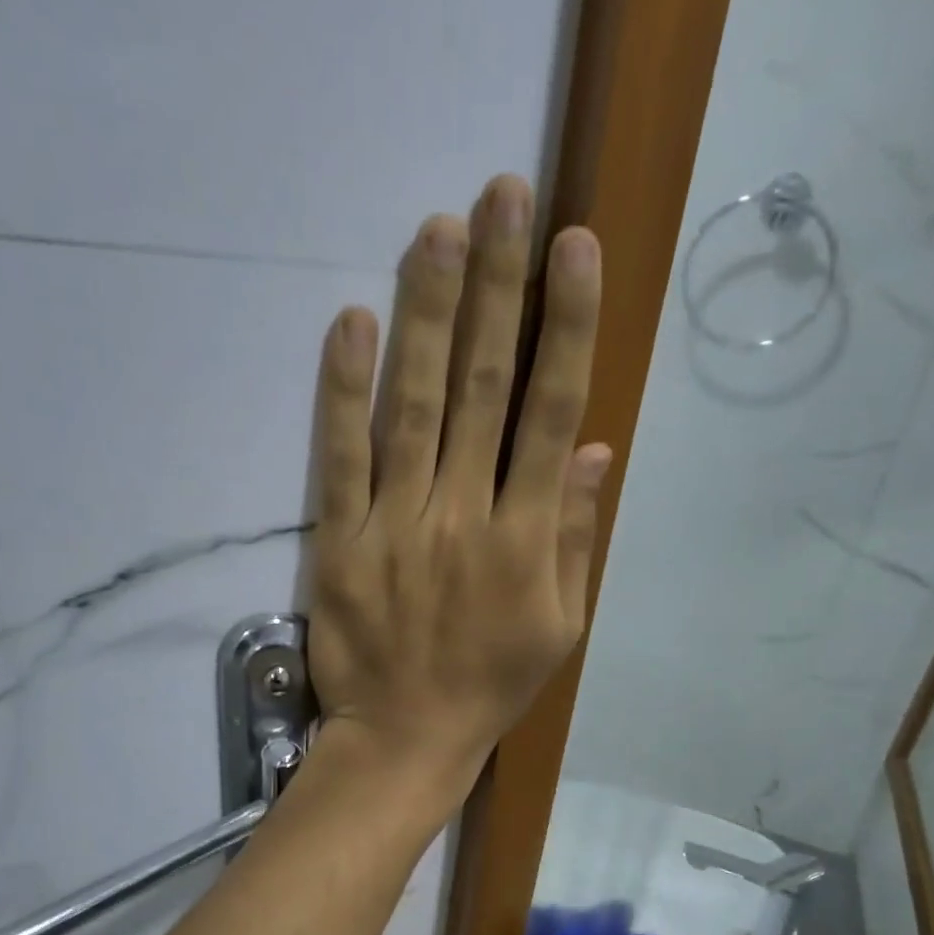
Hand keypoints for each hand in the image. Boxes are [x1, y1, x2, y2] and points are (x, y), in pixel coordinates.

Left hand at [305, 174, 608, 800]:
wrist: (406, 737)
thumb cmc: (490, 686)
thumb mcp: (560, 627)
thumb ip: (576, 538)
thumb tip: (592, 450)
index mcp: (527, 538)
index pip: (551, 412)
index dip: (565, 325)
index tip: (574, 247)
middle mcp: (465, 516)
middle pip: (485, 387)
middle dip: (498, 288)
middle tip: (503, 197)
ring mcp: (397, 525)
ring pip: (415, 406)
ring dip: (428, 314)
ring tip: (438, 230)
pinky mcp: (341, 541)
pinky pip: (341, 457)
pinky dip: (344, 389)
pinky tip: (352, 321)